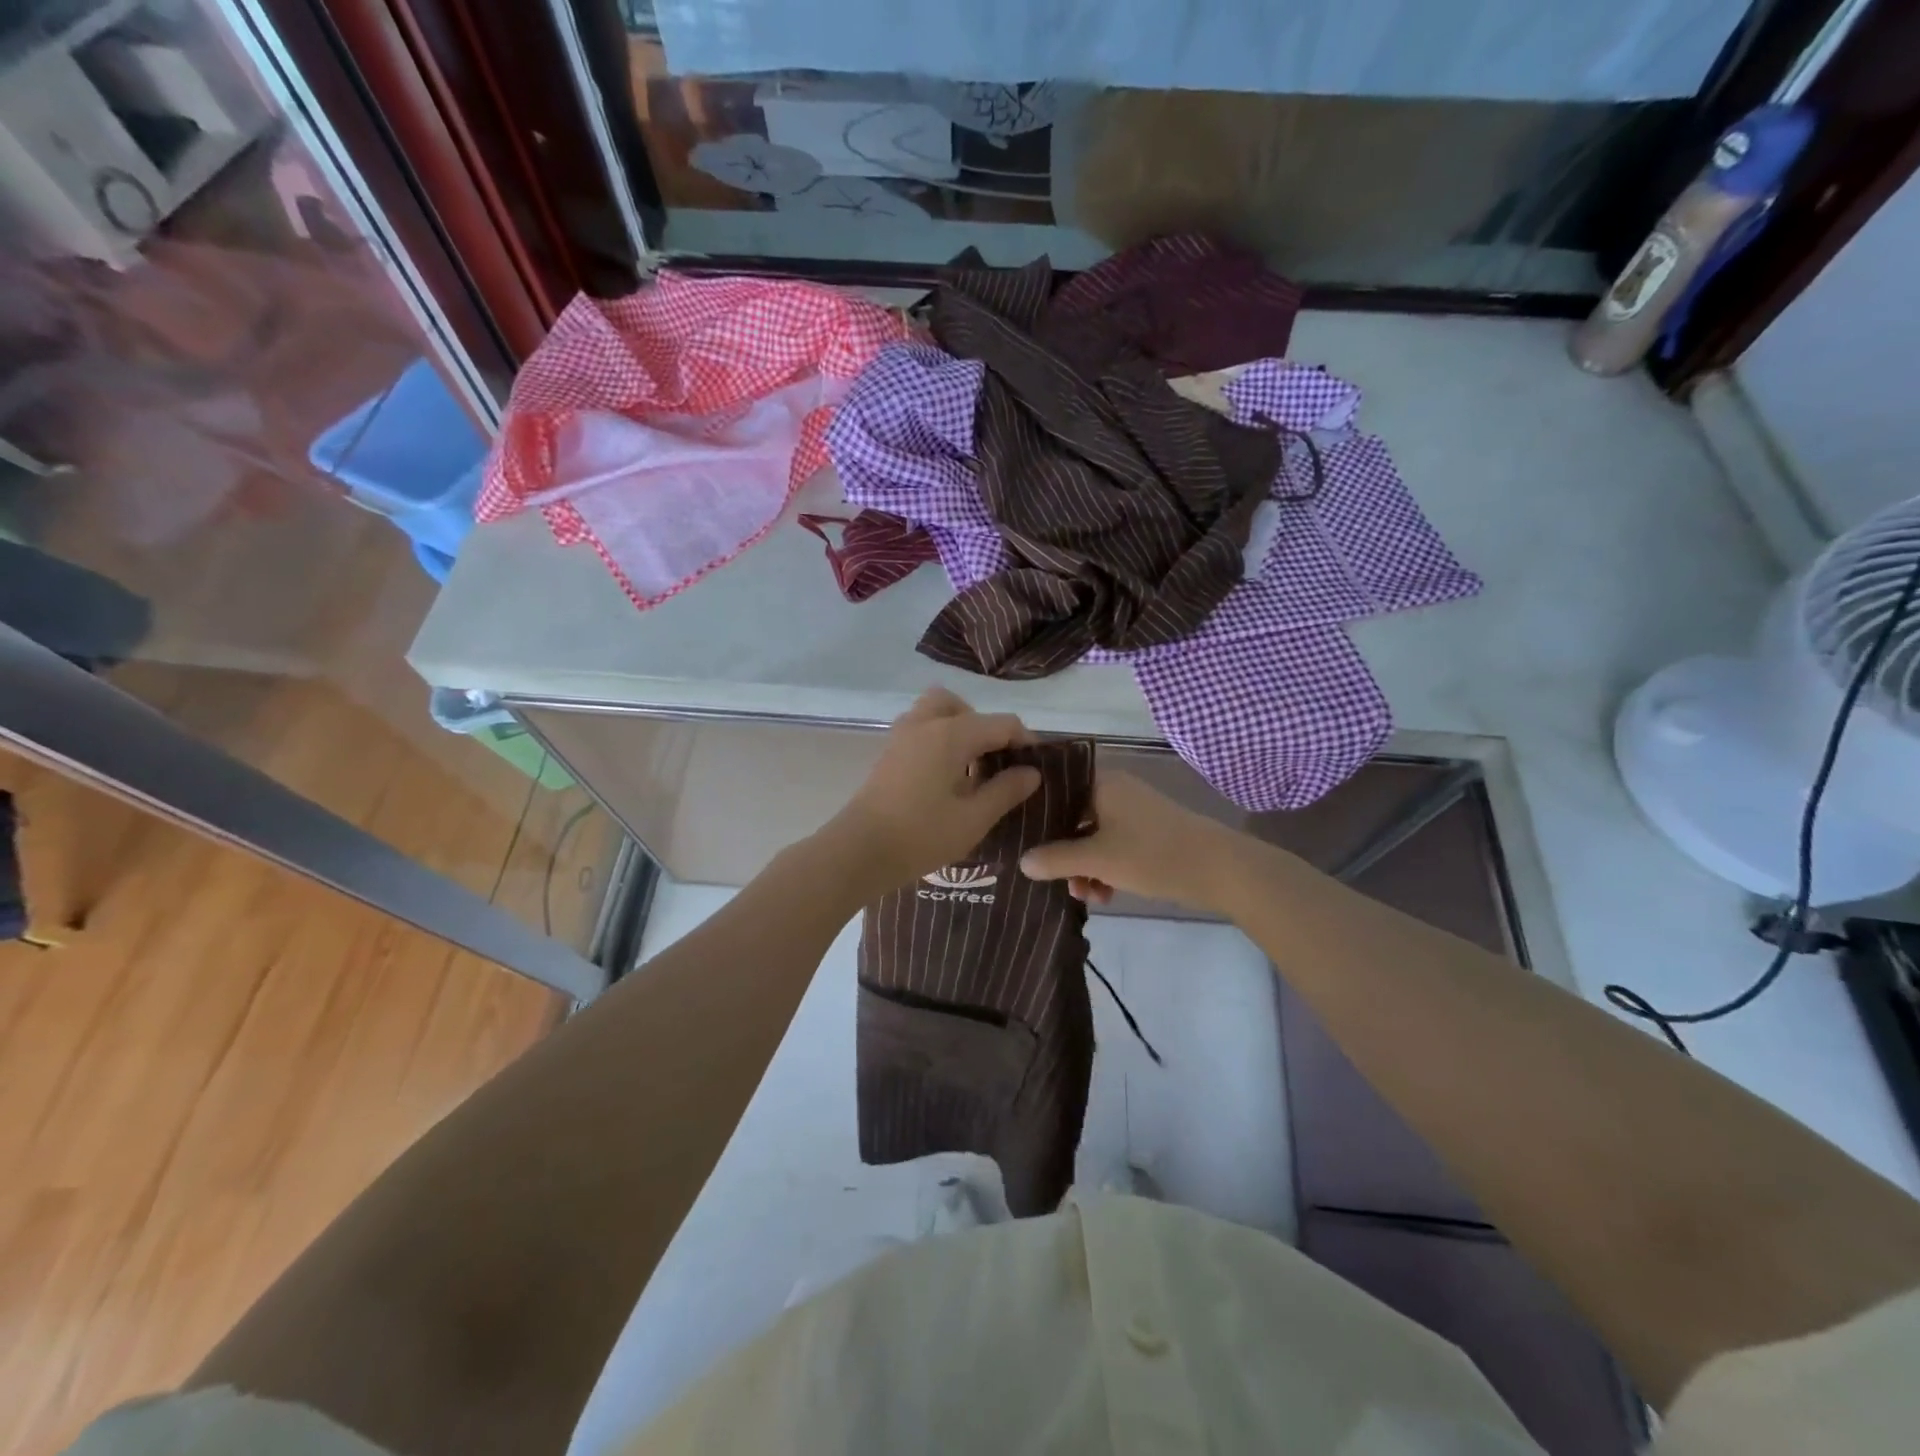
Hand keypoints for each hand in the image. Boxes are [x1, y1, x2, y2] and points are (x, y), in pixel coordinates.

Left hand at [824, 688, 1040, 893]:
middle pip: (959, 705)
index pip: (1001, 723)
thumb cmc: (921, 835)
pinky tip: (945, 778)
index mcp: (950, 734)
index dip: (1024, 740)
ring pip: (934, 713)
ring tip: (970, 768)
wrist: (858, 852)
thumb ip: (1005, 790)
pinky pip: (919, 730)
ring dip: (956, 729)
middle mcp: (924, 724)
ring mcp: (900, 737)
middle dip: (982, 724)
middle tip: (994, 759)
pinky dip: (937, 740)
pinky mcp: (887, 754)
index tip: (1036, 766)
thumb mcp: (973, 819)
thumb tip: (1031, 772)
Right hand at [1020, 771, 1238, 911]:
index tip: (1019, 838)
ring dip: (1084, 867)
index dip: (1036, 815)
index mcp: (1101, 783)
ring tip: (1085, 896)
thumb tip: (1022, 862)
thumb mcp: (1098, 860)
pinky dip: (1105, 868)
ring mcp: (1133, 812)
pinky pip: (1113, 846)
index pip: (1055, 790)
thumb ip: (1056, 859)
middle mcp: (1115, 791)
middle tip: (1055, 880)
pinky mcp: (1147, 834)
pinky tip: (1105, 896)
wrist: (1219, 869)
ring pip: (1093, 837)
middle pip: (1072, 818)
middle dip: (1062, 853)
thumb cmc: (1151, 854)